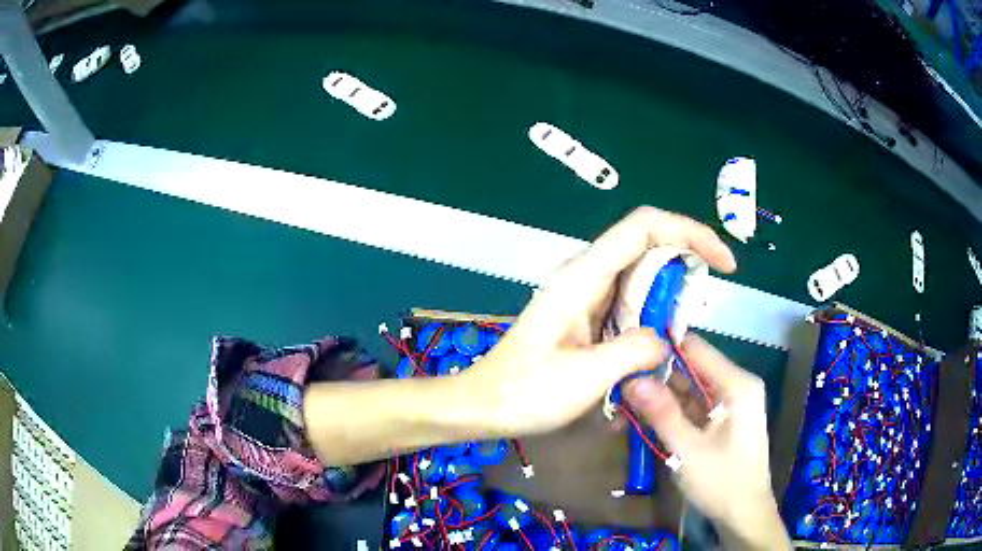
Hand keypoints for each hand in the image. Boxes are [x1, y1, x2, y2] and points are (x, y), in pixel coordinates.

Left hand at [462, 207, 736, 436]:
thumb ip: (635, 350)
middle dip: (686, 256)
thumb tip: (665, 338)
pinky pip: (629, 296)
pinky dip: (655, 306)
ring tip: (689, 318)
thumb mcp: (587, 376)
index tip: (722, 262)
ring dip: (671, 285)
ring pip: (640, 269)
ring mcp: (584, 291)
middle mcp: (585, 273)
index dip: (689, 232)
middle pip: (646, 241)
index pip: (644, 228)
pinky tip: (663, 332)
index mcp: (583, 276)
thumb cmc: (527, 392)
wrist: (485, 404)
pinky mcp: (585, 312)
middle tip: (709, 293)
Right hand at [625, 336, 790, 550]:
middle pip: (691, 369)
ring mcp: (729, 404)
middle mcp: (736, 386)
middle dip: (656, 377)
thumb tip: (632, 378)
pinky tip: (644, 418)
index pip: (696, 348)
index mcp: (737, 385)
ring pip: (689, 389)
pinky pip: (693, 408)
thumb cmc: (722, 482)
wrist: (744, 515)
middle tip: (618, 384)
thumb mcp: (688, 450)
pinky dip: (671, 413)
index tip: (627, 356)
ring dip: (660, 397)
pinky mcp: (722, 421)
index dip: (662, 348)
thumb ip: (661, 413)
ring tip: (624, 401)